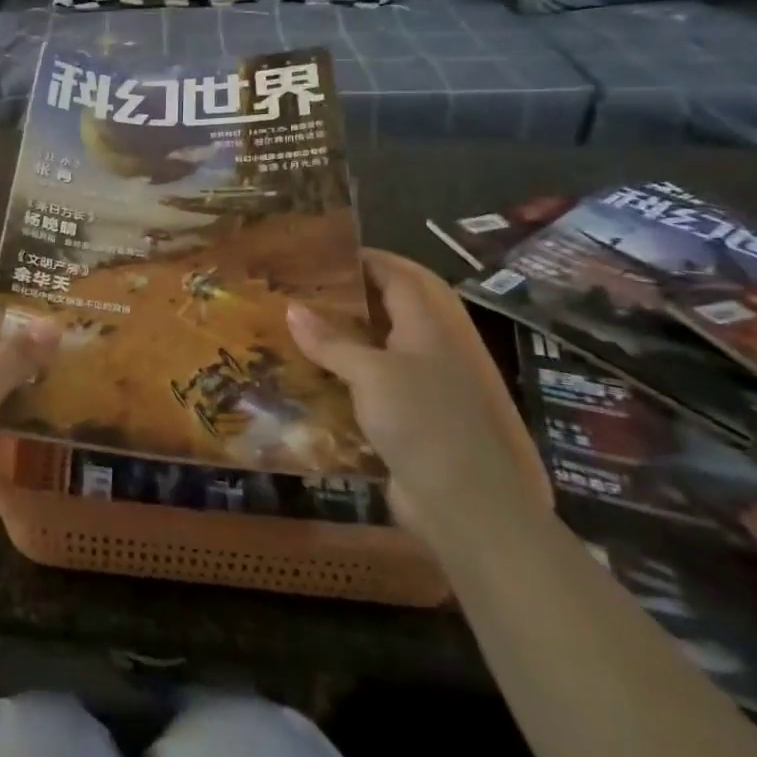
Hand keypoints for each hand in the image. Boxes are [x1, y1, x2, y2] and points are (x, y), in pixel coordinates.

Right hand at [286, 249, 547, 550]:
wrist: (464, 504)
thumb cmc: (423, 422)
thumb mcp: (372, 374)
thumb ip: (331, 341)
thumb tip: (292, 308)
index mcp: (428, 329)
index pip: (400, 278)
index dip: (368, 260)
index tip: (326, 251)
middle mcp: (428, 352)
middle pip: (390, 311)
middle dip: (350, 297)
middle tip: (304, 289)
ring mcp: (421, 389)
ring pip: (377, 350)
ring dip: (342, 338)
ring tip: (296, 328)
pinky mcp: (408, 421)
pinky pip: (369, 387)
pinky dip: (342, 377)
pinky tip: (308, 378)